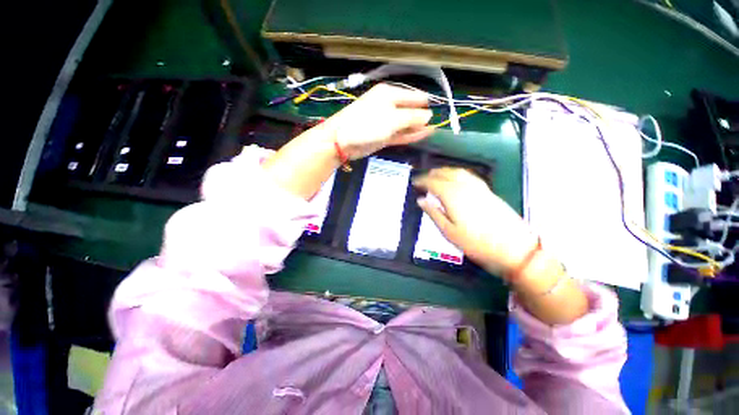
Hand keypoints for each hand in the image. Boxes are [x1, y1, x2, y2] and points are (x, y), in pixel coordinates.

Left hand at [322, 84, 434, 159]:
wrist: (343, 140)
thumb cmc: (367, 124)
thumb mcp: (393, 119)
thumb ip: (412, 117)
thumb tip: (429, 116)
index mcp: (390, 94)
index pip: (413, 96)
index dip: (426, 102)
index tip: (441, 109)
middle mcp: (388, 106)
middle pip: (409, 110)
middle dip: (422, 117)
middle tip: (439, 124)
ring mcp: (385, 122)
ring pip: (405, 124)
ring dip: (417, 127)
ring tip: (434, 131)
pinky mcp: (382, 136)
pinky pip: (399, 134)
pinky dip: (410, 135)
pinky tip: (422, 135)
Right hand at [413, 168, 537, 275]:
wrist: (513, 248)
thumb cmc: (476, 243)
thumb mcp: (449, 232)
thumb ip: (433, 213)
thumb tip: (421, 200)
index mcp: (452, 196)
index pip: (433, 182)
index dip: (422, 181)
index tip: (414, 182)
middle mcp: (464, 186)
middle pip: (445, 173)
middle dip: (432, 174)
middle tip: (422, 179)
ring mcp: (478, 187)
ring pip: (457, 172)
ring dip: (444, 171)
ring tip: (435, 175)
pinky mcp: (487, 190)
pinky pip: (468, 175)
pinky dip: (457, 173)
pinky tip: (456, 178)